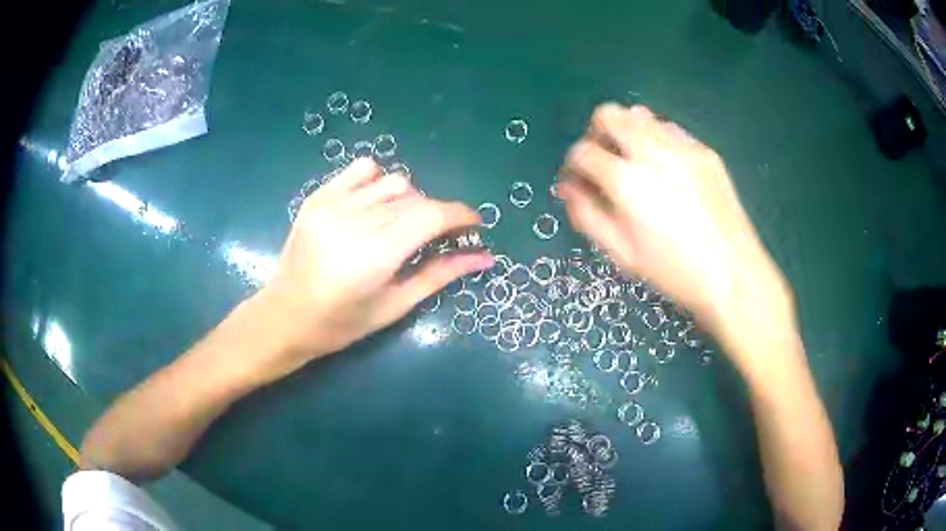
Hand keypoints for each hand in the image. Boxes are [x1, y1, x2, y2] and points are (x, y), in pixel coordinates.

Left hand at [251, 158, 491, 381]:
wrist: (284, 316)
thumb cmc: (341, 324)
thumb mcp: (394, 305)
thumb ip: (440, 275)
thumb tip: (484, 257)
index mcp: (376, 254)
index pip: (432, 215)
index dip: (460, 216)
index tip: (474, 225)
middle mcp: (355, 220)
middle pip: (416, 199)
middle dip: (437, 215)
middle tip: (439, 238)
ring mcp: (333, 203)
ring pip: (393, 181)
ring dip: (410, 200)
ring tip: (402, 225)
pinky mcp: (318, 196)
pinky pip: (361, 169)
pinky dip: (378, 181)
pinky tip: (375, 205)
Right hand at [559, 104, 795, 367]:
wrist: (733, 274)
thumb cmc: (674, 272)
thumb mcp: (622, 253)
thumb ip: (587, 215)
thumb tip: (567, 187)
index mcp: (627, 181)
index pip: (582, 151)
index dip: (574, 164)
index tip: (579, 180)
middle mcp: (652, 152)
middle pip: (609, 114)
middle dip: (596, 133)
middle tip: (604, 161)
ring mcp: (682, 146)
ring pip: (639, 114)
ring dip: (627, 132)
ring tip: (635, 163)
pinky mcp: (704, 150)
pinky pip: (669, 129)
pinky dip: (656, 139)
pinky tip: (666, 169)